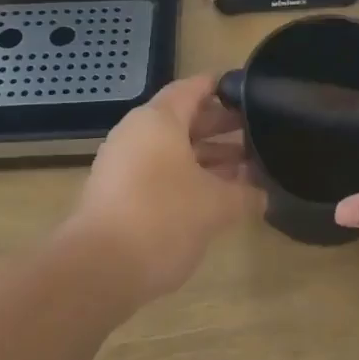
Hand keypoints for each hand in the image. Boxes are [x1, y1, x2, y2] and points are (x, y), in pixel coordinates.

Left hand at [65, 75, 263, 304]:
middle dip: (221, 127)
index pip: (195, 88)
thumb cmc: (162, 218)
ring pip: (172, 149)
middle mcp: (137, 133)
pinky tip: (213, 198)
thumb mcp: (215, 205)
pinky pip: (158, 172)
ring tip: (244, 170)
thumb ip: (244, 194)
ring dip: (207, 157)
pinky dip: (186, 177)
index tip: (252, 93)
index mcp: (159, 119)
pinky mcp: (116, 194)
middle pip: (184, 119)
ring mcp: (122, 164)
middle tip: (257, 134)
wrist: (96, 271)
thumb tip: (262, 194)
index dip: (224, 89)